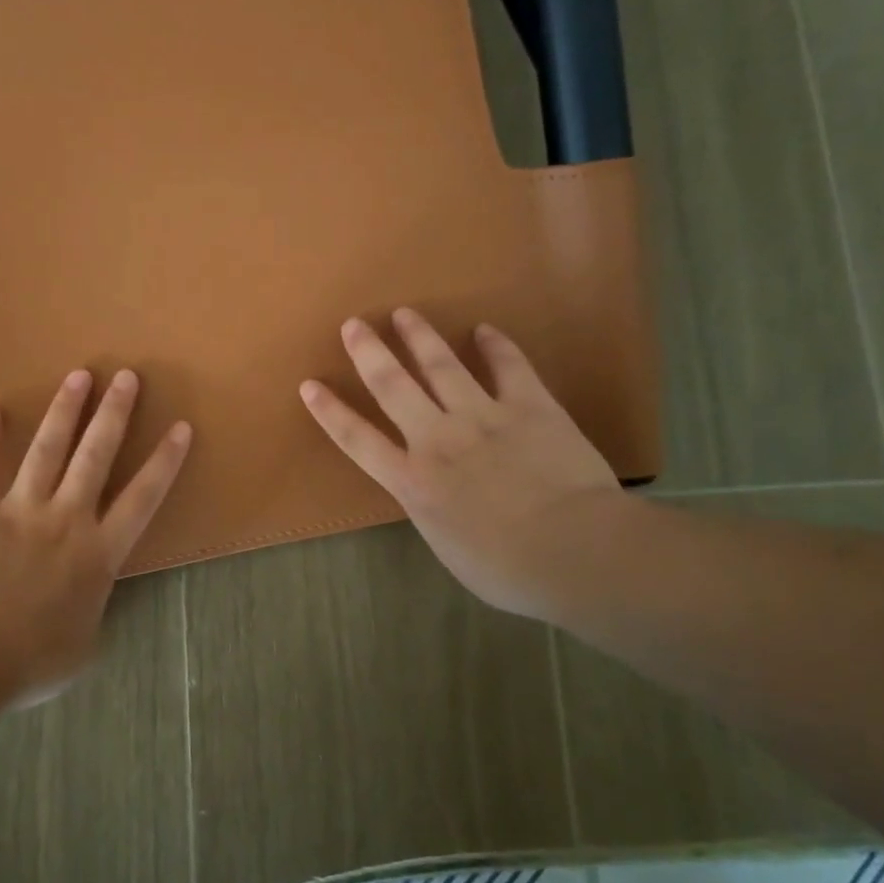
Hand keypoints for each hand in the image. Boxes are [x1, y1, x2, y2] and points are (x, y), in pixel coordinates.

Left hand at [0, 369, 191, 703]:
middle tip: (127, 376)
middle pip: (96, 456)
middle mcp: (66, 520)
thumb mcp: (83, 646)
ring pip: (47, 450)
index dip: (164, 462)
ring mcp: (20, 511)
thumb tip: (87, 603)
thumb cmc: (32, 660)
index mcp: (99, 553)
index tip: (180, 428)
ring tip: (79, 376)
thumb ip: (92, 612)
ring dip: (65, 411)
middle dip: (114, 414)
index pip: (142, 498)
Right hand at [300, 308, 624, 620]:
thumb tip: (434, 493)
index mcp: (413, 482)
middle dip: (369, 353)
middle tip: (354, 324)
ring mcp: (483, 417)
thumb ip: (433, 509)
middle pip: (393, 386)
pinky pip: (509, 367)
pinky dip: (496, 346)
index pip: (358, 440)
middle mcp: (438, 440)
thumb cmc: (507, 568)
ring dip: (420, 337)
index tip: (310, 385)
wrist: (573, 551)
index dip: (331, 411)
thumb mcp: (448, 545)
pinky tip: (485, 330)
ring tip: (405, 314)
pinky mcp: (530, 406)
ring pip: (442, 366)